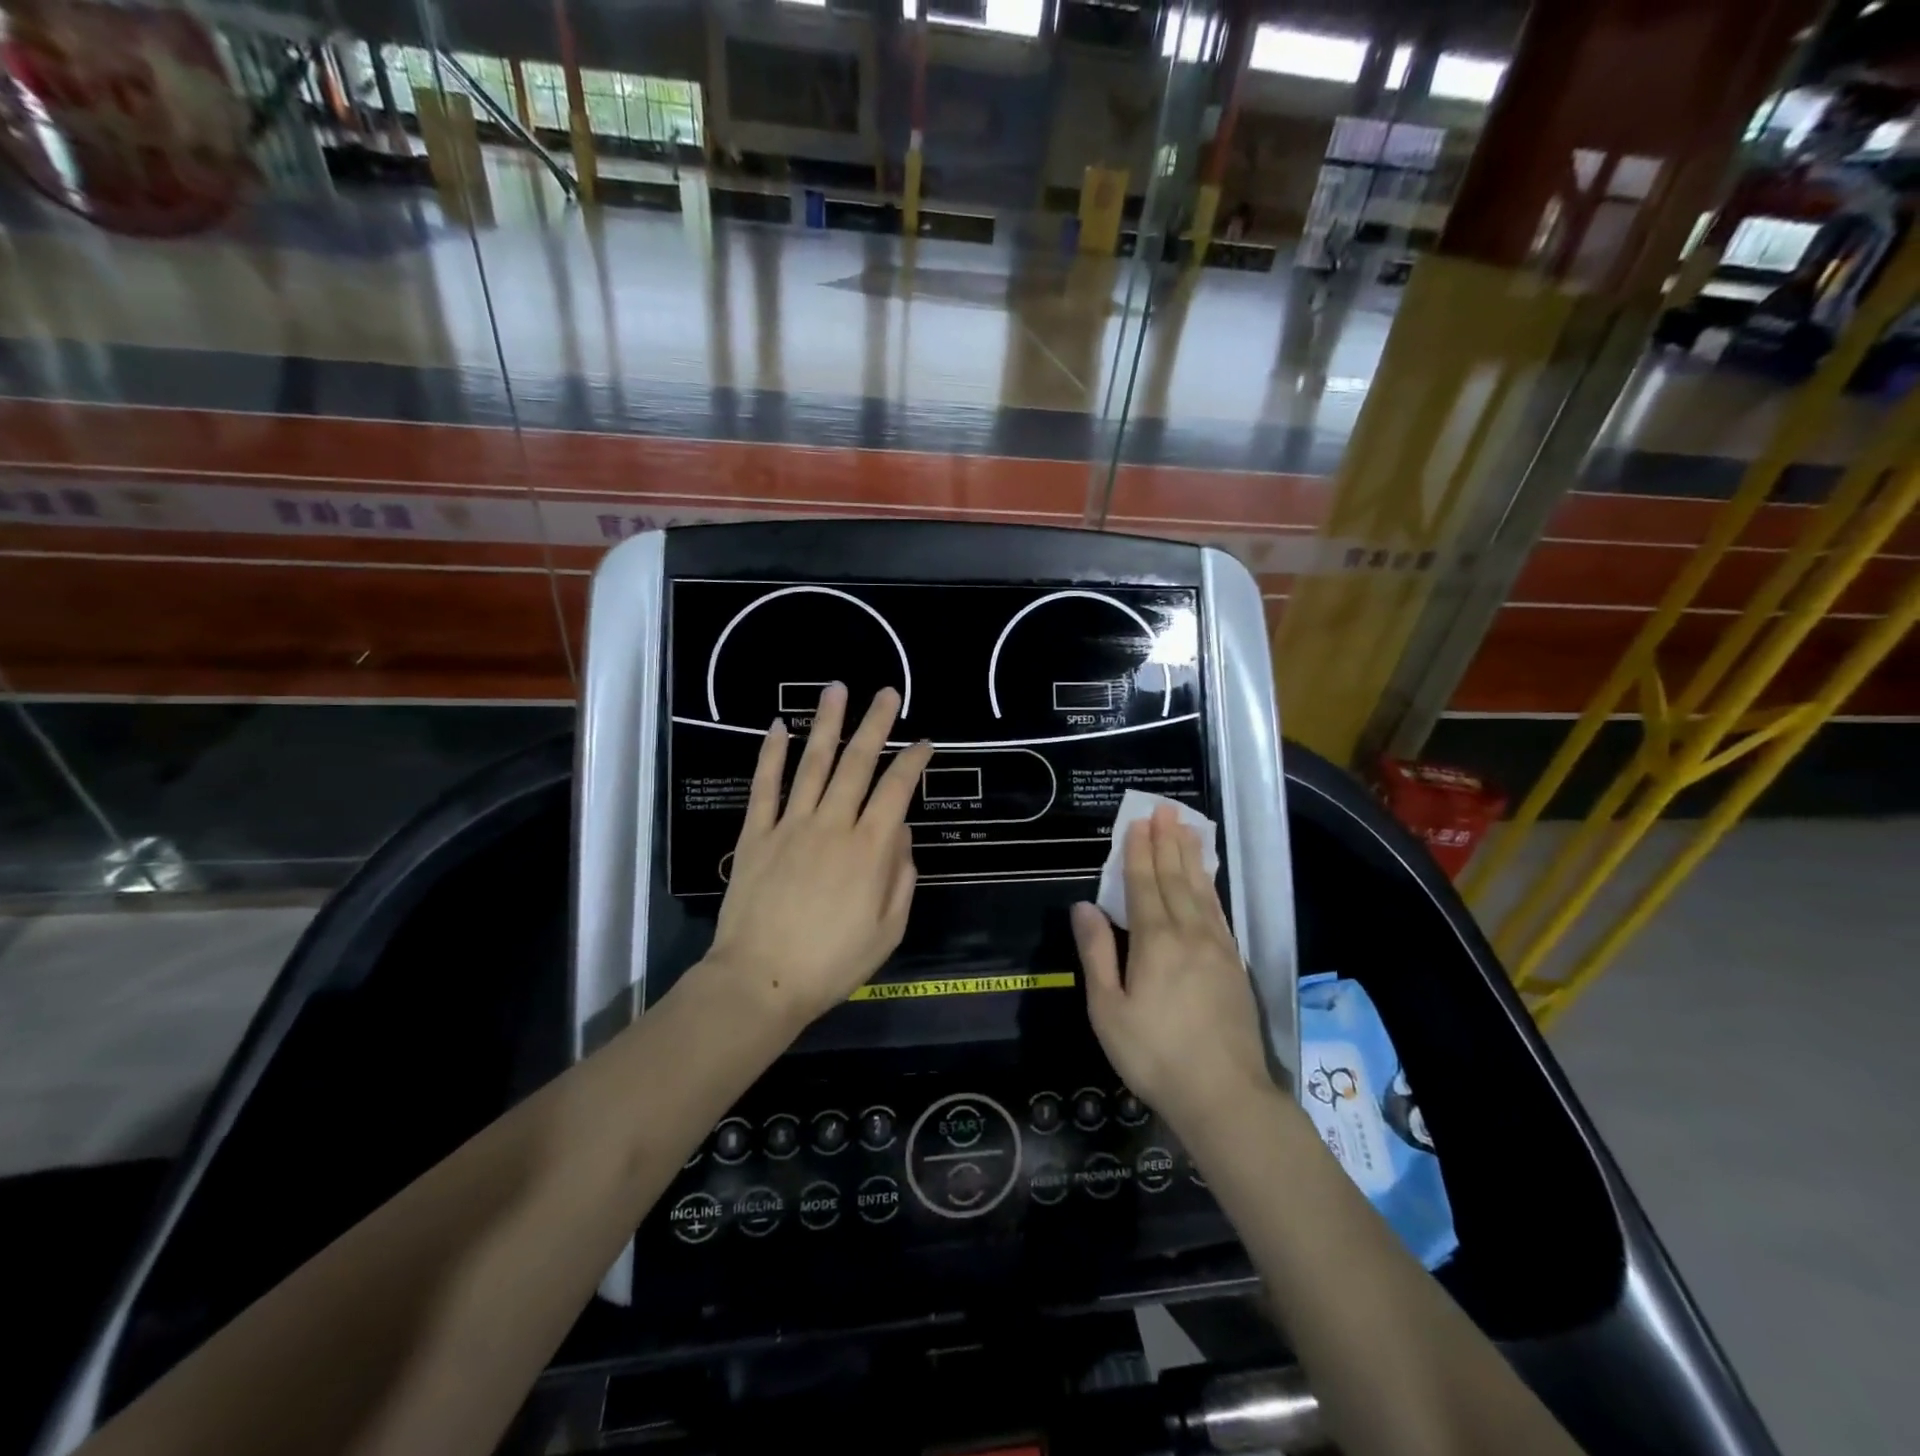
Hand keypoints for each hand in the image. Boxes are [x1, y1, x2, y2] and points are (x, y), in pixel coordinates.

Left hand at [706, 683, 933, 1029]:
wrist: (760, 981)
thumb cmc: (833, 963)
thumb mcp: (889, 930)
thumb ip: (901, 877)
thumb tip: (902, 833)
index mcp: (870, 849)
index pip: (897, 790)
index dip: (914, 761)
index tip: (925, 741)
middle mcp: (833, 825)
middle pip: (858, 763)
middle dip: (876, 724)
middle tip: (887, 693)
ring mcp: (791, 825)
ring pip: (813, 763)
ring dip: (827, 724)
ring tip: (837, 690)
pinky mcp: (756, 834)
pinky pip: (765, 787)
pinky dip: (771, 754)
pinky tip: (779, 727)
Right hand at [1071, 805, 1274, 1131]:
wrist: (1224, 1096)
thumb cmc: (1154, 1055)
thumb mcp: (1108, 1009)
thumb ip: (1097, 953)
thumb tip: (1083, 906)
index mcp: (1155, 941)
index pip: (1144, 885)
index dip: (1140, 852)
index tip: (1139, 822)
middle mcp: (1189, 934)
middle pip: (1176, 879)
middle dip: (1168, 842)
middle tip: (1166, 810)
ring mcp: (1218, 948)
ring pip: (1202, 890)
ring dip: (1192, 857)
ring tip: (1188, 829)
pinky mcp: (1235, 965)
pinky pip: (1220, 912)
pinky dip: (1211, 888)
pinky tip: (1207, 880)